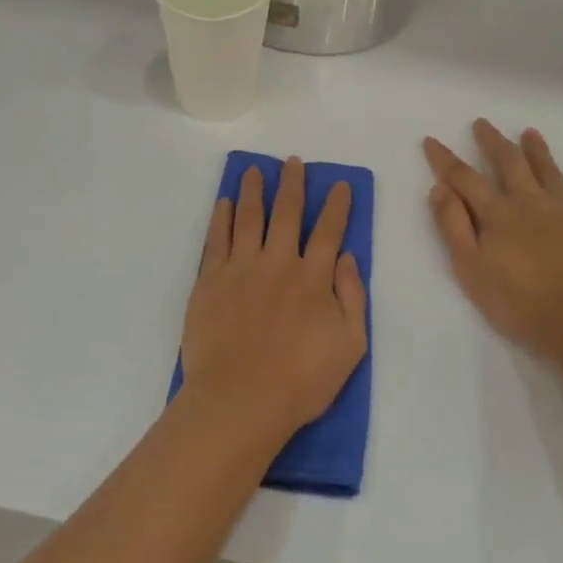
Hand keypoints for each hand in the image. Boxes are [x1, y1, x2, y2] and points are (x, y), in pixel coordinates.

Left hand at [179, 156, 368, 442]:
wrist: (240, 400)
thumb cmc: (301, 381)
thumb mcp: (350, 346)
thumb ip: (352, 298)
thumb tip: (347, 258)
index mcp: (313, 278)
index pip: (329, 231)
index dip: (337, 206)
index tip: (340, 185)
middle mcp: (278, 262)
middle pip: (287, 213)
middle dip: (293, 184)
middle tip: (293, 162)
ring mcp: (241, 268)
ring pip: (250, 217)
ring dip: (255, 191)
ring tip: (256, 170)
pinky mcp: (210, 280)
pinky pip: (217, 239)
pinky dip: (222, 217)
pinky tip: (225, 202)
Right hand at [423, 121, 562, 359]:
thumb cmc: (518, 300)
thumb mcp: (471, 267)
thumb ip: (453, 226)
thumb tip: (439, 189)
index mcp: (497, 213)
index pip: (465, 178)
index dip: (445, 159)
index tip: (431, 140)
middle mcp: (530, 202)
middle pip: (509, 163)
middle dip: (493, 141)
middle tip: (483, 123)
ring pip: (548, 171)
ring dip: (537, 150)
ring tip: (530, 132)